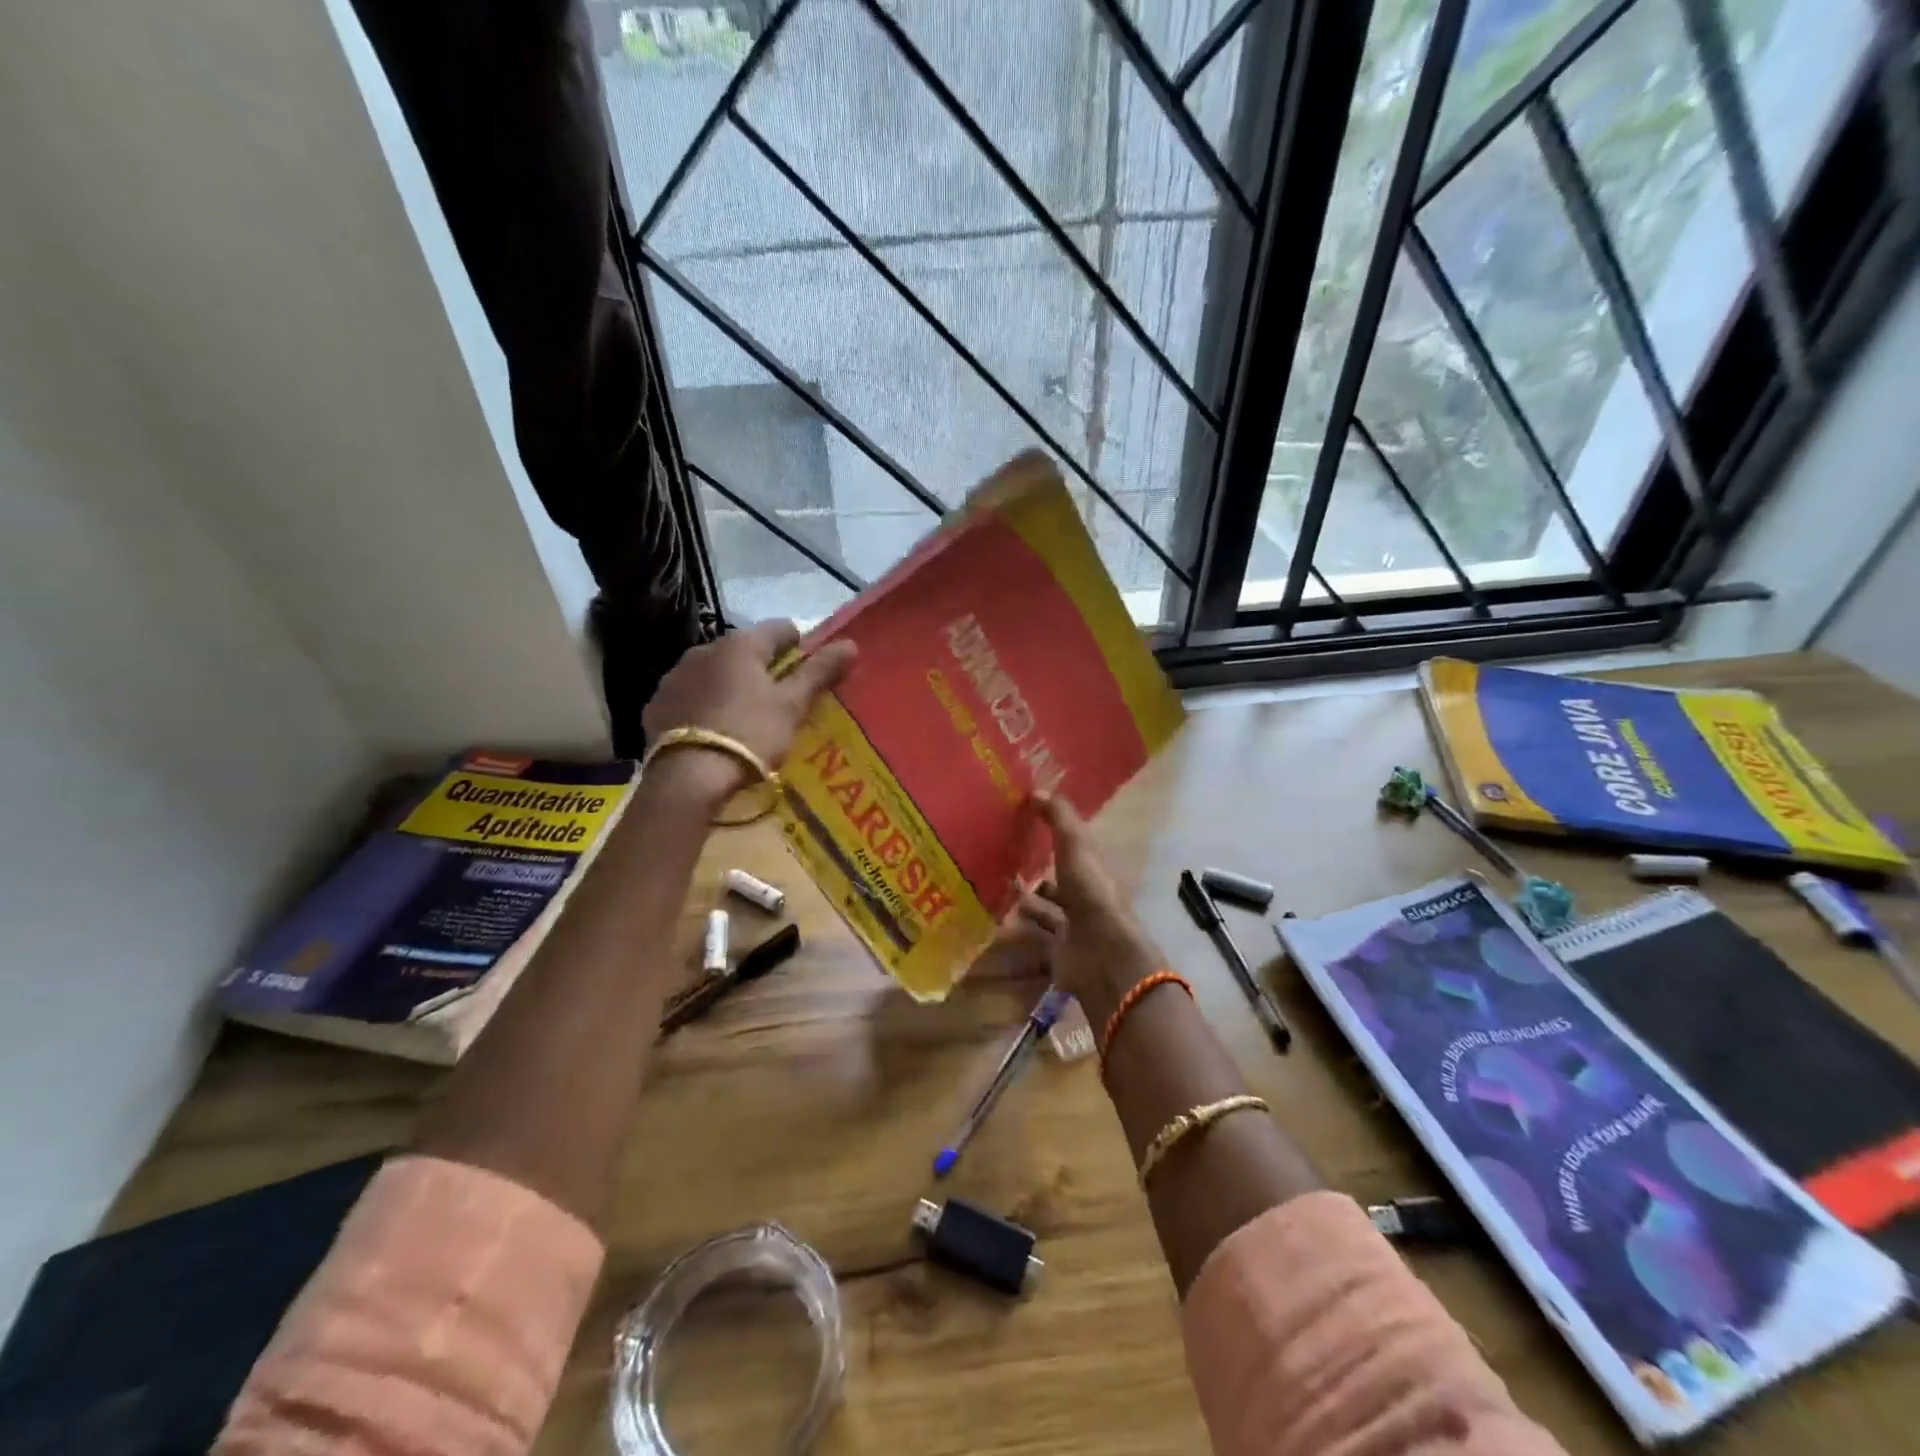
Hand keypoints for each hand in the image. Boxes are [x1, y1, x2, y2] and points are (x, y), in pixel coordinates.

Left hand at [641, 620, 855, 800]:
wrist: (689, 777)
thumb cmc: (751, 734)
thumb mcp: (792, 705)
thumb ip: (819, 672)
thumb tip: (850, 644)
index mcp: (740, 644)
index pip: (780, 628)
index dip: (800, 645)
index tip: (809, 670)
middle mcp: (704, 648)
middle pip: (744, 650)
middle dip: (763, 668)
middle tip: (780, 699)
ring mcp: (675, 675)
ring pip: (714, 671)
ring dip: (730, 684)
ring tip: (744, 716)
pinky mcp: (656, 703)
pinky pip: (689, 695)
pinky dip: (704, 704)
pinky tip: (713, 729)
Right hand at [1014, 794, 1163, 1020]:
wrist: (1104, 956)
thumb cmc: (1092, 895)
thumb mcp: (1076, 847)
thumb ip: (1059, 818)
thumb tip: (1037, 789)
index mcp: (1093, 872)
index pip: (1072, 851)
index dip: (1052, 839)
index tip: (1024, 827)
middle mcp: (1084, 899)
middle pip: (1057, 884)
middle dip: (1034, 875)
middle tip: (1001, 862)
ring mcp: (1072, 929)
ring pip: (1044, 912)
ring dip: (1022, 902)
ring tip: (992, 889)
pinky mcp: (1058, 955)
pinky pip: (1032, 939)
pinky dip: (1014, 933)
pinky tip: (992, 923)